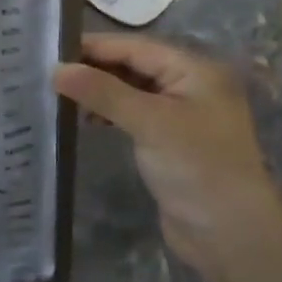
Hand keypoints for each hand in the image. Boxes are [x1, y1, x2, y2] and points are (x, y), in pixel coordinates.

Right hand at [55, 35, 281, 281]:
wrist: (232, 234)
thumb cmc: (196, 166)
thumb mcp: (149, 122)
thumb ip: (102, 92)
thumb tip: (56, 69)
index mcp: (194, 70)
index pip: (135, 47)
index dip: (95, 47)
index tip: (51, 50)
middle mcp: (189, 86)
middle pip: (134, 65)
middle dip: (95, 69)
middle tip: (49, 74)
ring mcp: (180, 115)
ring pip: (132, 91)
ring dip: (100, 92)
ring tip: (62, 97)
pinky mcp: (170, 143)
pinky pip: (134, 116)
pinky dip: (110, 114)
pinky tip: (88, 121)